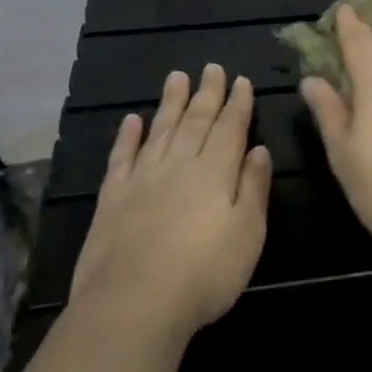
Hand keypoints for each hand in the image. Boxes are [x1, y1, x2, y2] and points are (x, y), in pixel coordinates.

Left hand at [70, 64, 270, 337]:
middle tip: (211, 67)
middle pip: (196, 121)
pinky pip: (121, 157)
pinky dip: (127, 136)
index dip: (237, 103)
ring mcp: (142, 179)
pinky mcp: (112, 198)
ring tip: (176, 77)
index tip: (241, 80)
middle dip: (207, 93)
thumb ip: (254, 188)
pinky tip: (131, 120)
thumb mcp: (248, 234)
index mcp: (216, 172)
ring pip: (160, 130)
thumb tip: (259, 150)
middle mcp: (179, 165)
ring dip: (170, 103)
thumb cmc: (205, 274)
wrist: (134, 305)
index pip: (230, 128)